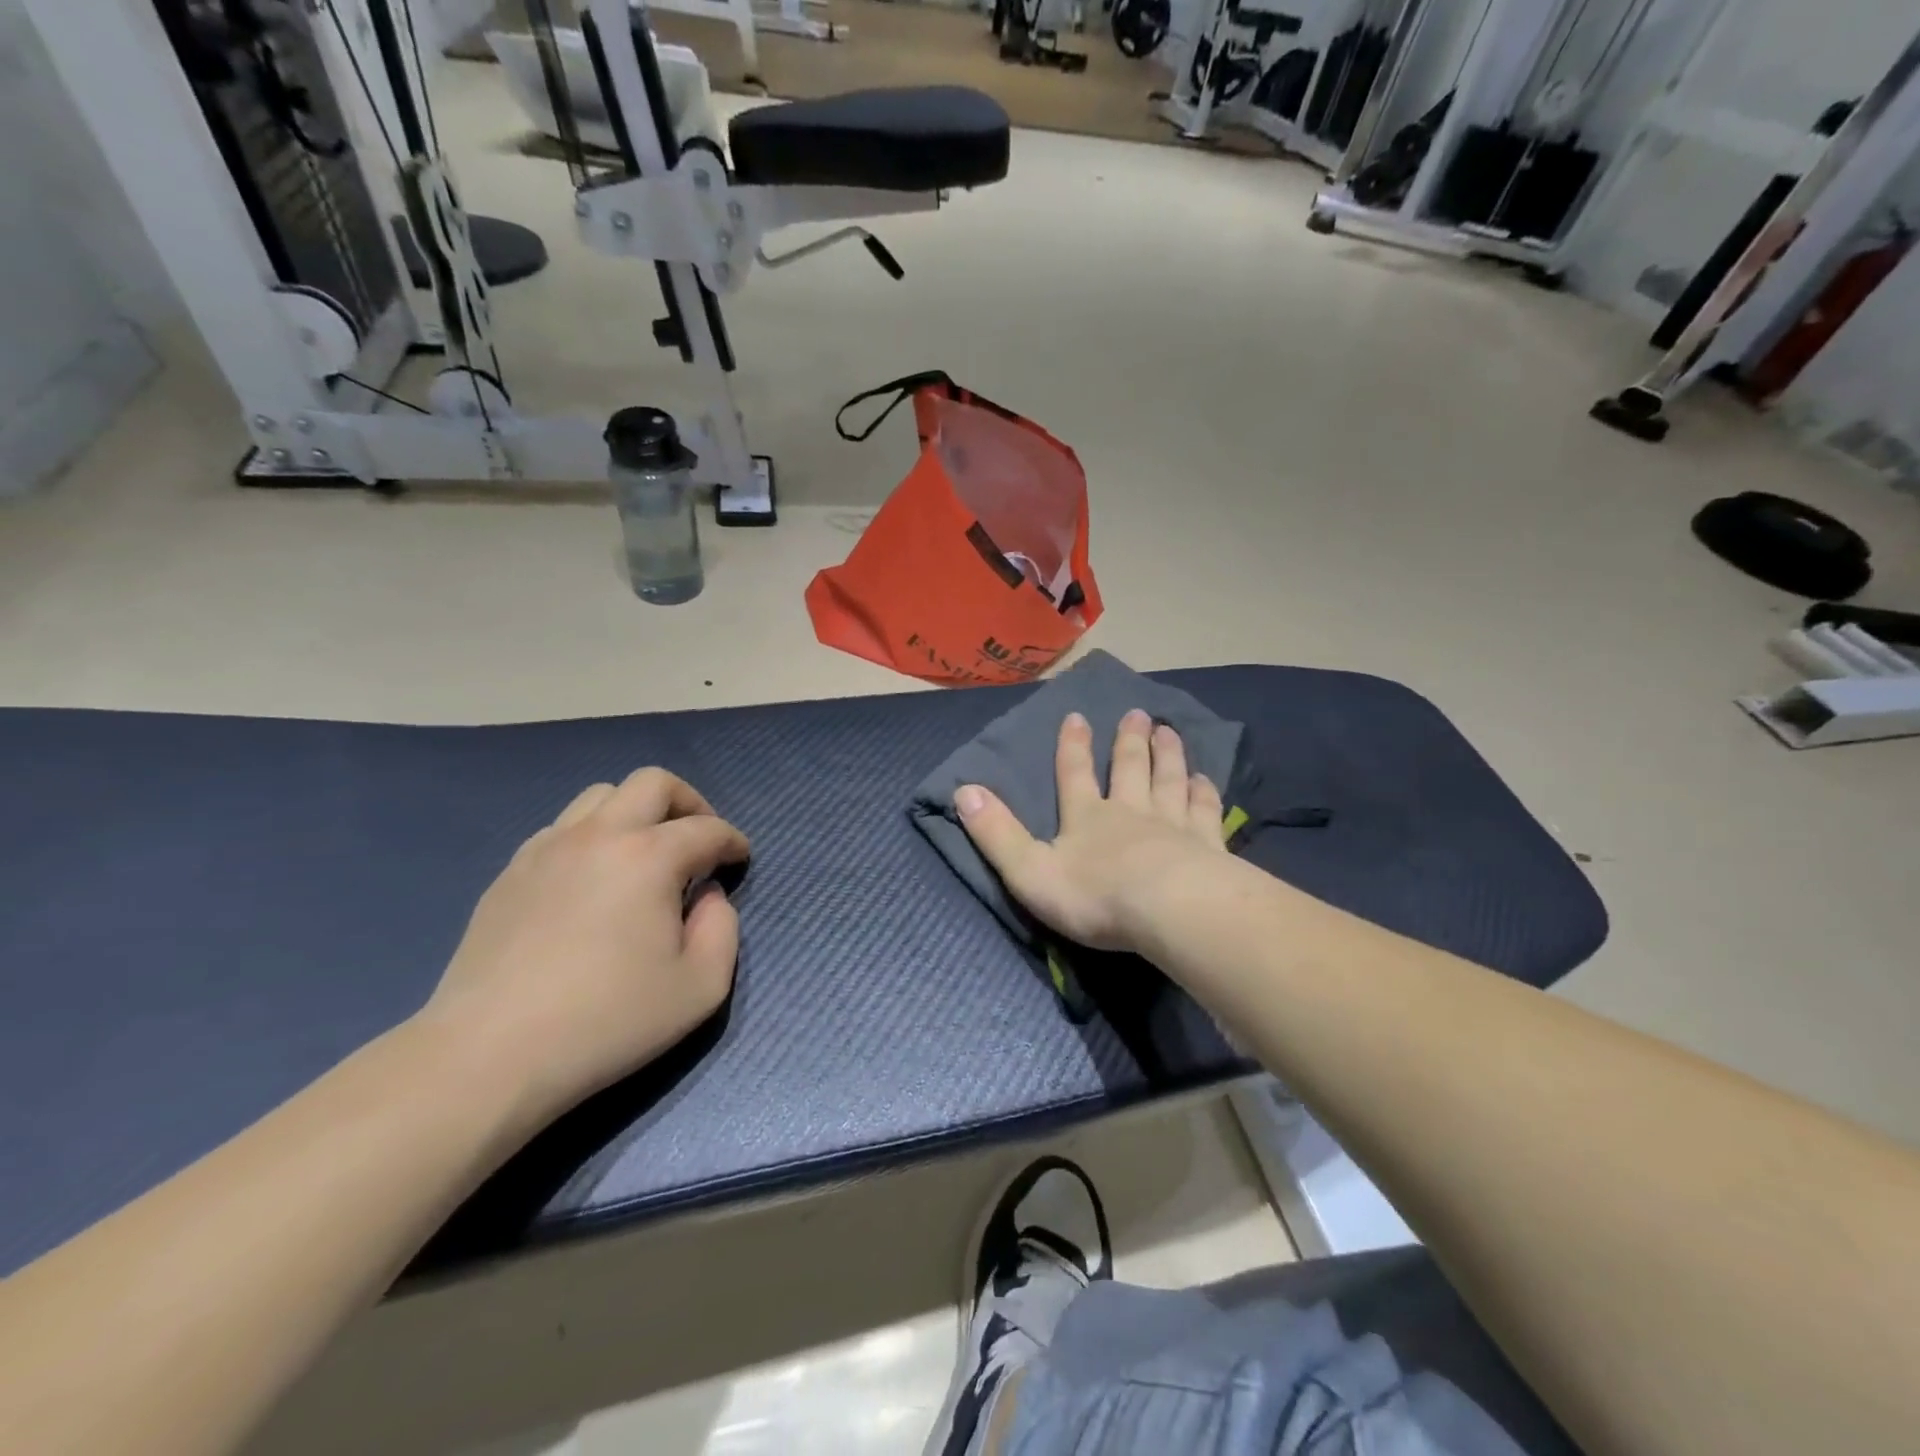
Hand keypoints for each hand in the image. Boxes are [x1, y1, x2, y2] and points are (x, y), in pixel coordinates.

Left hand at [417, 768, 749, 1121]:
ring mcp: (547, 849)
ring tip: (645, 855)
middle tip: (699, 840)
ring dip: (636, 813)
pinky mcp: (511, 872)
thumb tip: (708, 896)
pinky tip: (594, 880)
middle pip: (653, 782)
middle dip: (689, 802)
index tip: (739, 860)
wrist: (489, 1055)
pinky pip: (563, 828)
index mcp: (649, 857)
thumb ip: (723, 929)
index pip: (706, 828)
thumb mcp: (700, 987)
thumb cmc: (607, 1021)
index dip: (732, 841)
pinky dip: (593, 837)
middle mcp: (599, 835)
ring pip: (601, 796)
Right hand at [956, 710, 1225, 953]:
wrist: (1171, 911)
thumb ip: (996, 834)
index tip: (1077, 715)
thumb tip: (962, 791)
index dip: (1072, 745)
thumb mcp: (1030, 871)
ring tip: (1169, 731)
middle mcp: (1130, 812)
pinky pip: (1204, 810)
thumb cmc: (1096, 896)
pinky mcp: (1207, 845)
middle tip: (1137, 713)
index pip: (1074, 774)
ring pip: (1169, 780)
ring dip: (1168, 755)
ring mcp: (1173, 825)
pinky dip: (1203, 793)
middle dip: (1129, 741)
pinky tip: (1206, 780)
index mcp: (1086, 818)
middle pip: (1129, 768)